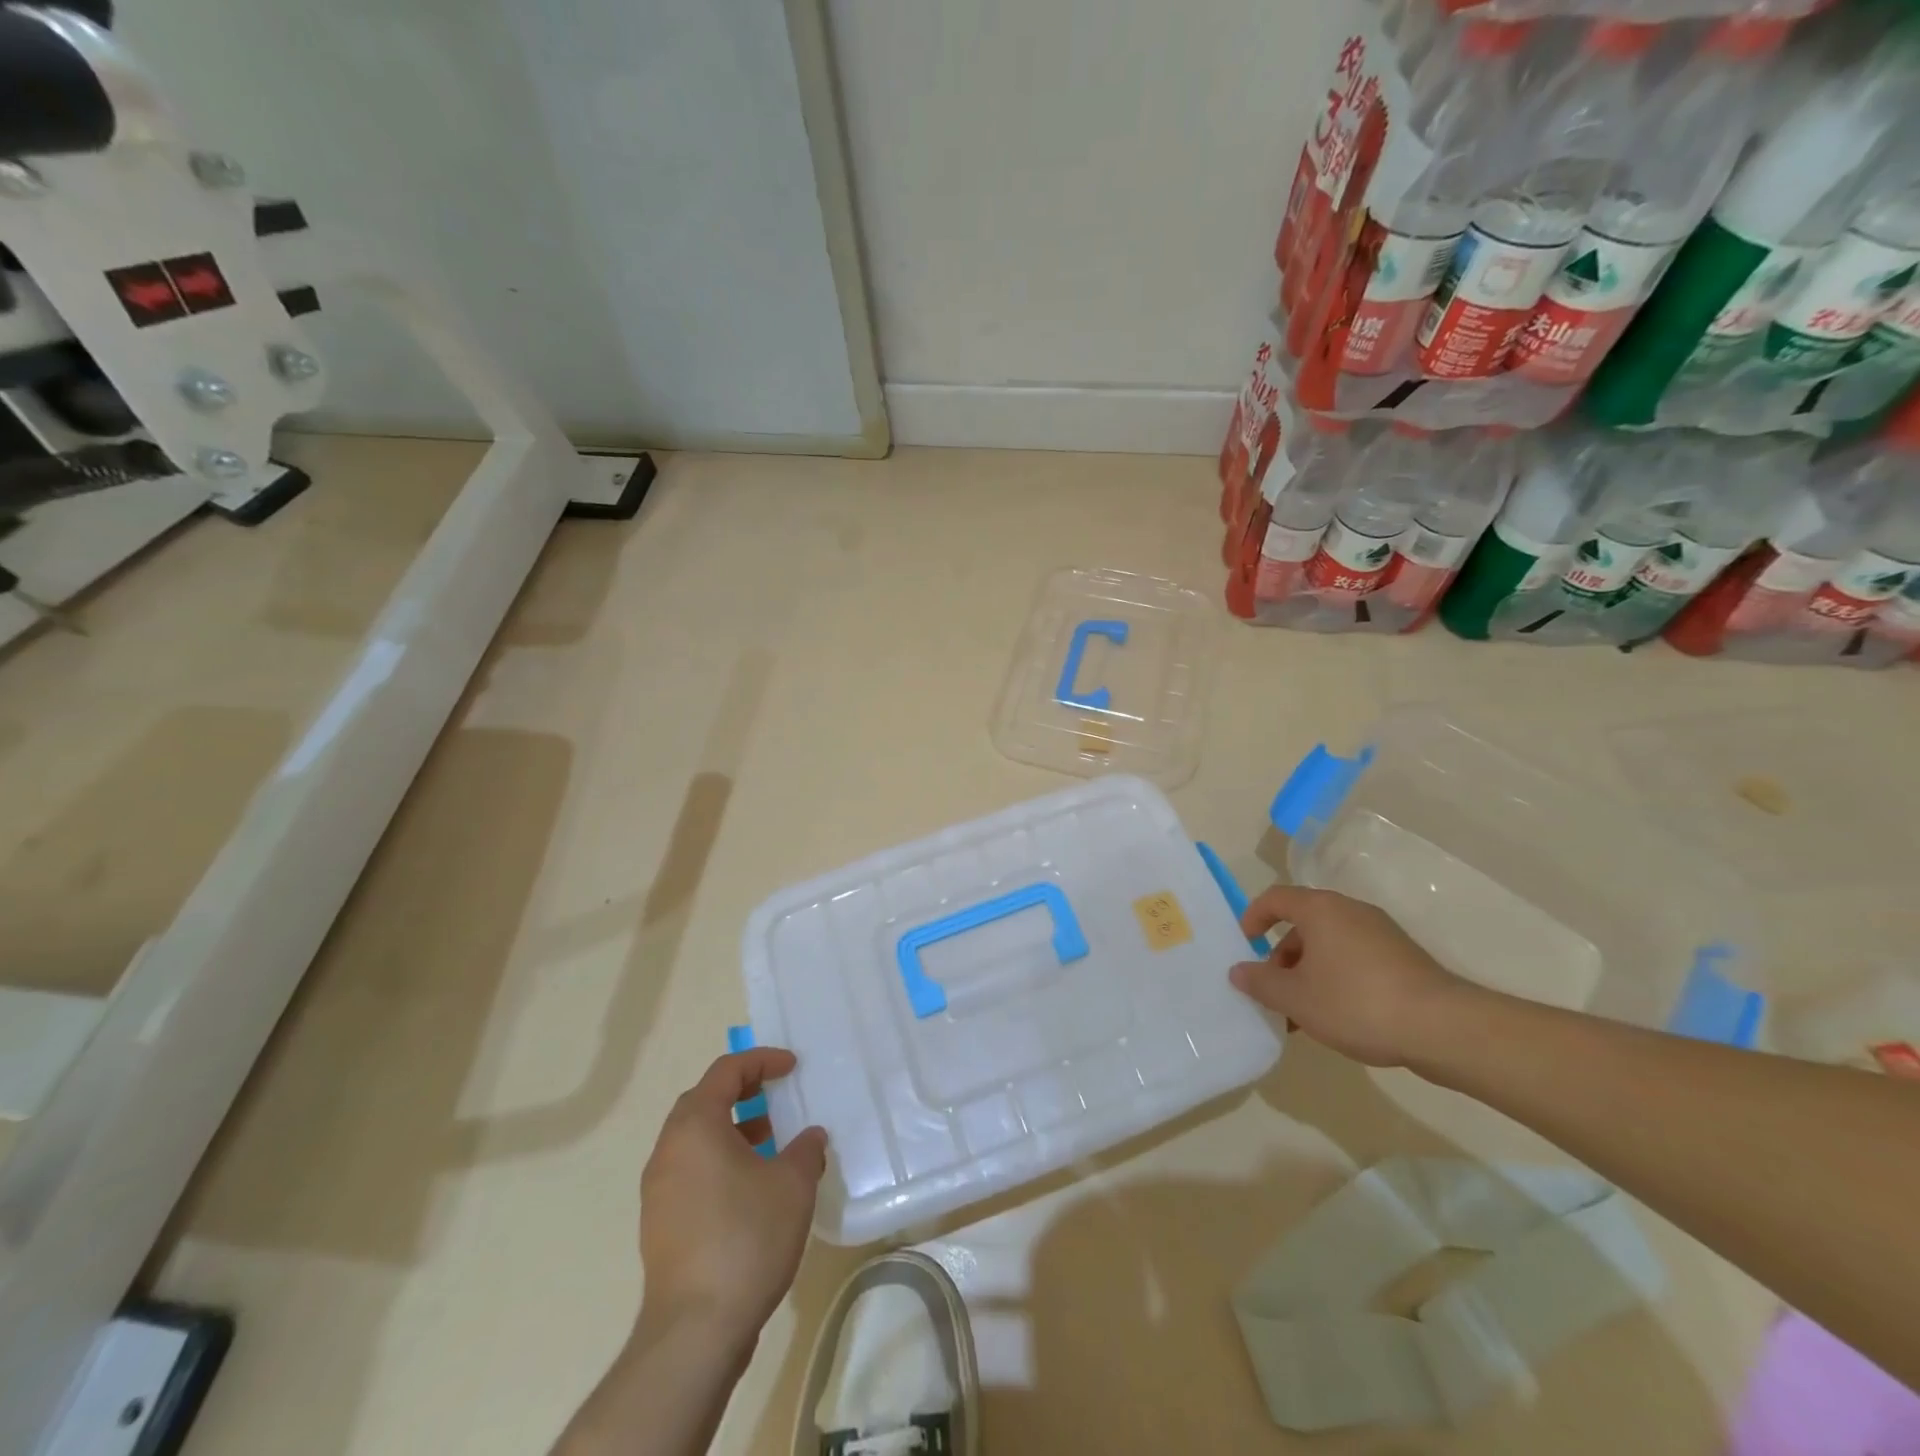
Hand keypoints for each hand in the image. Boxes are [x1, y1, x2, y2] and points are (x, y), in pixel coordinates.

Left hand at [637, 1049, 828, 1347]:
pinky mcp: (660, 1224)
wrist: (696, 1330)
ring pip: (695, 1139)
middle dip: (742, 1091)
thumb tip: (809, 1138)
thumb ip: (805, 1150)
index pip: (726, 1071)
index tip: (792, 1067)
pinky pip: (690, 1171)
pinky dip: (719, 1161)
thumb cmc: (747, 1238)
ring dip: (731, 1129)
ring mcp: (658, 1190)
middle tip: (776, 1096)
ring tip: (770, 1143)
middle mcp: (668, 1150)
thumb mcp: (793, 1184)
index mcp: (695, 1126)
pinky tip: (751, 1188)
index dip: (761, 1061)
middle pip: (703, 1101)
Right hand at [1230, 884, 1471, 1067]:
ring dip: (1308, 972)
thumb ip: (1260, 982)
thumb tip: (1238, 971)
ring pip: (1329, 945)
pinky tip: (1337, 1016)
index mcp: (1321, 910)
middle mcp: (1350, 911)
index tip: (1245, 944)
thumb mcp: (1296, 998)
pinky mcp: (1403, 958)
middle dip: (1281, 956)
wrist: (1443, 1028)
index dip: (1253, 917)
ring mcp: (1381, 933)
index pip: (1275, 898)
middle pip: (1303, 923)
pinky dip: (1336, 978)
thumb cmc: (1356, 1003)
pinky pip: (1354, 958)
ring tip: (1302, 1013)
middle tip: (1273, 989)